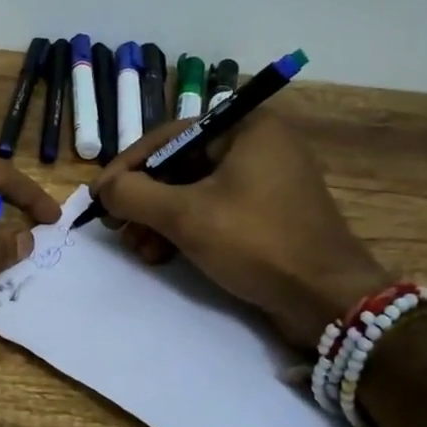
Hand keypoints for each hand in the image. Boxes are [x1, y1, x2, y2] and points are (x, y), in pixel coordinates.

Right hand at [91, 112, 390, 350]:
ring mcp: (266, 181)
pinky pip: (215, 211)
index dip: (127, 166)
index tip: (98, 196)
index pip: (168, 136)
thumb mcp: (186, 216)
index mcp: (245, 127)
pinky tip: (162, 255)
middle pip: (180, 165)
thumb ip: (135, 195)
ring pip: (195, 192)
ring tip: (139, 250)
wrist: (328, 299)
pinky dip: (186, 230)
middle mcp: (258, 145)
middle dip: (145, 200)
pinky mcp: (269, 214)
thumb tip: (103, 188)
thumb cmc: (256, 242)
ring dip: (160, 220)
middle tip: (117, 227)